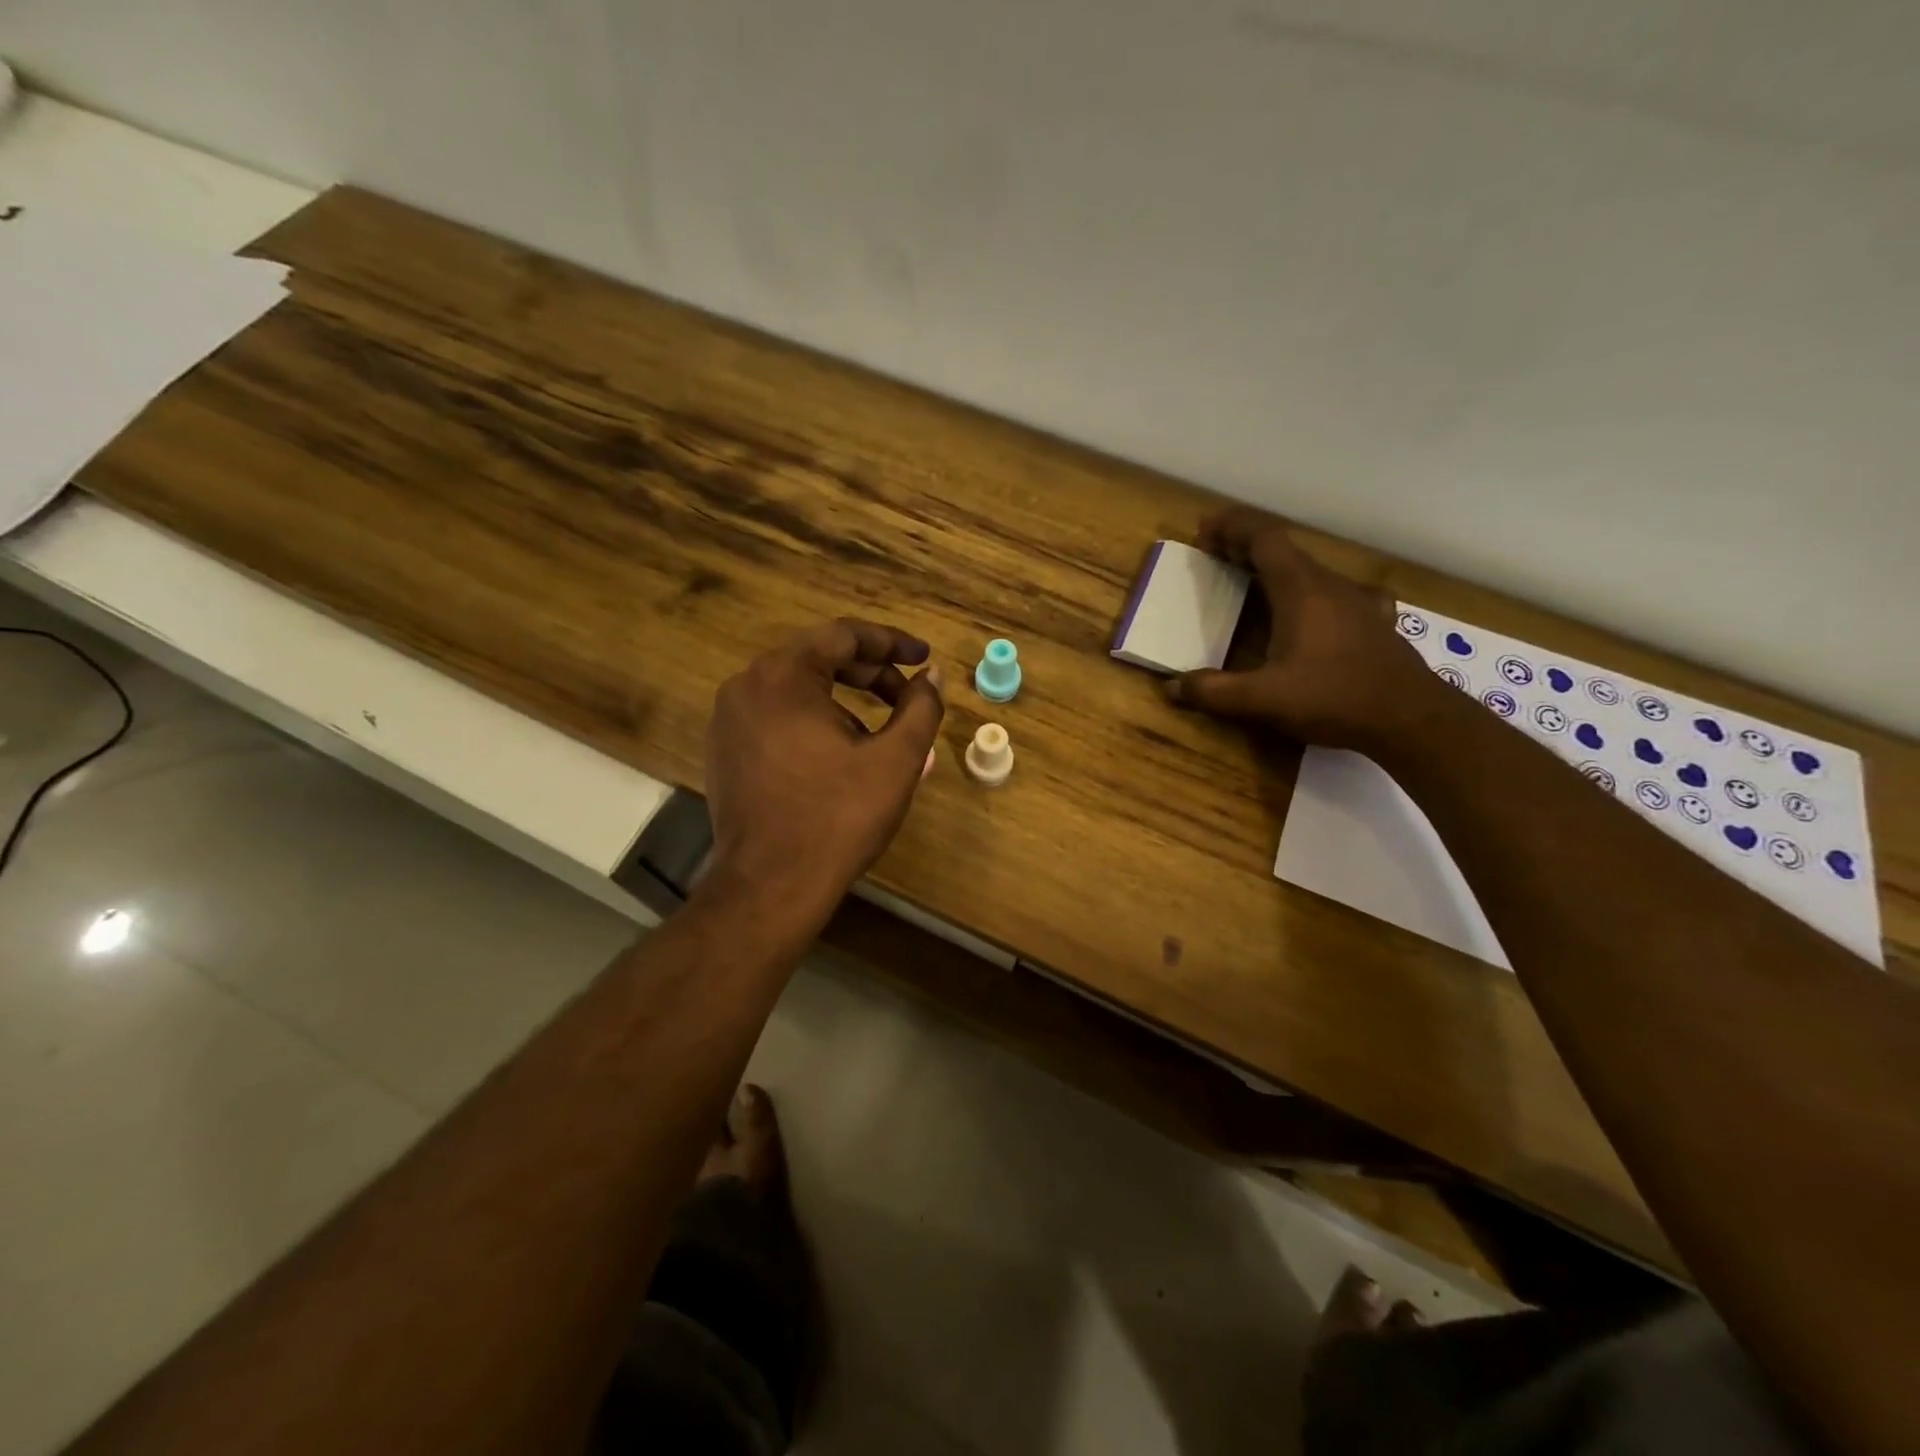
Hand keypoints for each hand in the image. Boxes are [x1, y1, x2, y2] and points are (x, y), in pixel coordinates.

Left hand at [701, 617, 944, 923]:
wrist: (769, 886)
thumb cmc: (837, 818)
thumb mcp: (895, 760)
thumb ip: (920, 708)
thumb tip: (932, 677)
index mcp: (784, 676)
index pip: (845, 635)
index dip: (892, 642)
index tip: (924, 657)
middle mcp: (747, 685)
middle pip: (819, 658)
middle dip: (871, 673)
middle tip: (909, 695)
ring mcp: (728, 719)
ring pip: (797, 689)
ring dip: (844, 698)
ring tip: (881, 732)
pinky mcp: (724, 750)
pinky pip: (777, 716)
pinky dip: (814, 720)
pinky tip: (841, 753)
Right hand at [1165, 506, 1435, 750]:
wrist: (1412, 719)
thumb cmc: (1334, 698)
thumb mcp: (1263, 700)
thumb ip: (1214, 692)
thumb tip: (1171, 688)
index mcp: (1300, 590)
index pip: (1264, 538)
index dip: (1233, 526)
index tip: (1204, 528)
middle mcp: (1329, 585)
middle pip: (1285, 550)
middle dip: (1247, 547)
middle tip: (1216, 555)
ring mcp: (1357, 601)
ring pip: (1310, 570)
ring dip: (1277, 569)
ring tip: (1253, 581)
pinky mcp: (1374, 622)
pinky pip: (1336, 593)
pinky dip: (1312, 591)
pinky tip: (1318, 610)